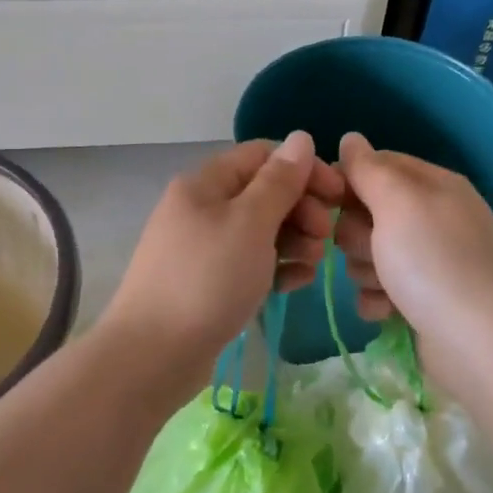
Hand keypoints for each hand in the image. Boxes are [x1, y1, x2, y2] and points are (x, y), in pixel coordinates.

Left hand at [100, 132, 342, 389]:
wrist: (154, 354)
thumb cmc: (207, 280)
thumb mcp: (250, 223)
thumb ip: (279, 181)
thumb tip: (300, 138)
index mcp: (205, 183)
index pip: (262, 156)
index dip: (304, 169)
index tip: (338, 196)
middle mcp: (201, 208)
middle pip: (263, 193)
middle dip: (301, 209)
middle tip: (325, 237)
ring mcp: (203, 247)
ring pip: (260, 230)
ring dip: (293, 240)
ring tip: (311, 265)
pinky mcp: (208, 282)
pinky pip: (250, 263)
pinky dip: (275, 268)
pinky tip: (295, 284)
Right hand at [334, 132, 492, 375]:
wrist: (478, 341)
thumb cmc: (434, 261)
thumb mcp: (398, 202)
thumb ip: (369, 169)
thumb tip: (350, 138)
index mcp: (433, 186)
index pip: (377, 165)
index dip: (349, 182)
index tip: (329, 202)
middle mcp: (432, 218)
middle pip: (367, 212)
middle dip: (358, 234)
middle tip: (372, 250)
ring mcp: (428, 262)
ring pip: (369, 254)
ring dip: (366, 271)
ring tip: (385, 286)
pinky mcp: (421, 301)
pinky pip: (378, 290)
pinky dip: (377, 301)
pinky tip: (386, 311)